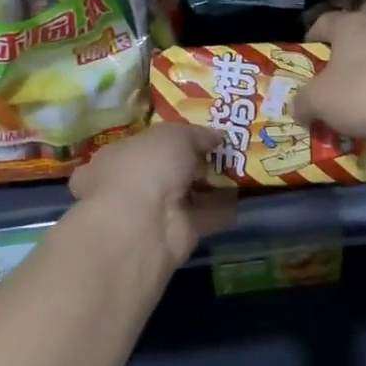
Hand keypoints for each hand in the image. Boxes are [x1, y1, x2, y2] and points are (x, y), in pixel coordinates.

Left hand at [70, 123, 236, 264]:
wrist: (144, 224)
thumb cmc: (146, 167)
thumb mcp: (173, 136)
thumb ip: (195, 134)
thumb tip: (215, 135)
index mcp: (119, 157)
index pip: (144, 145)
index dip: (170, 137)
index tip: (198, 132)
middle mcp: (134, 184)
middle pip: (169, 170)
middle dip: (195, 162)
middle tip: (225, 149)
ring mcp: (156, 212)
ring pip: (188, 194)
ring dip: (213, 185)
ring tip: (243, 169)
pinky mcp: (179, 233)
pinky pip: (205, 216)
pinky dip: (224, 209)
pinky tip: (246, 196)